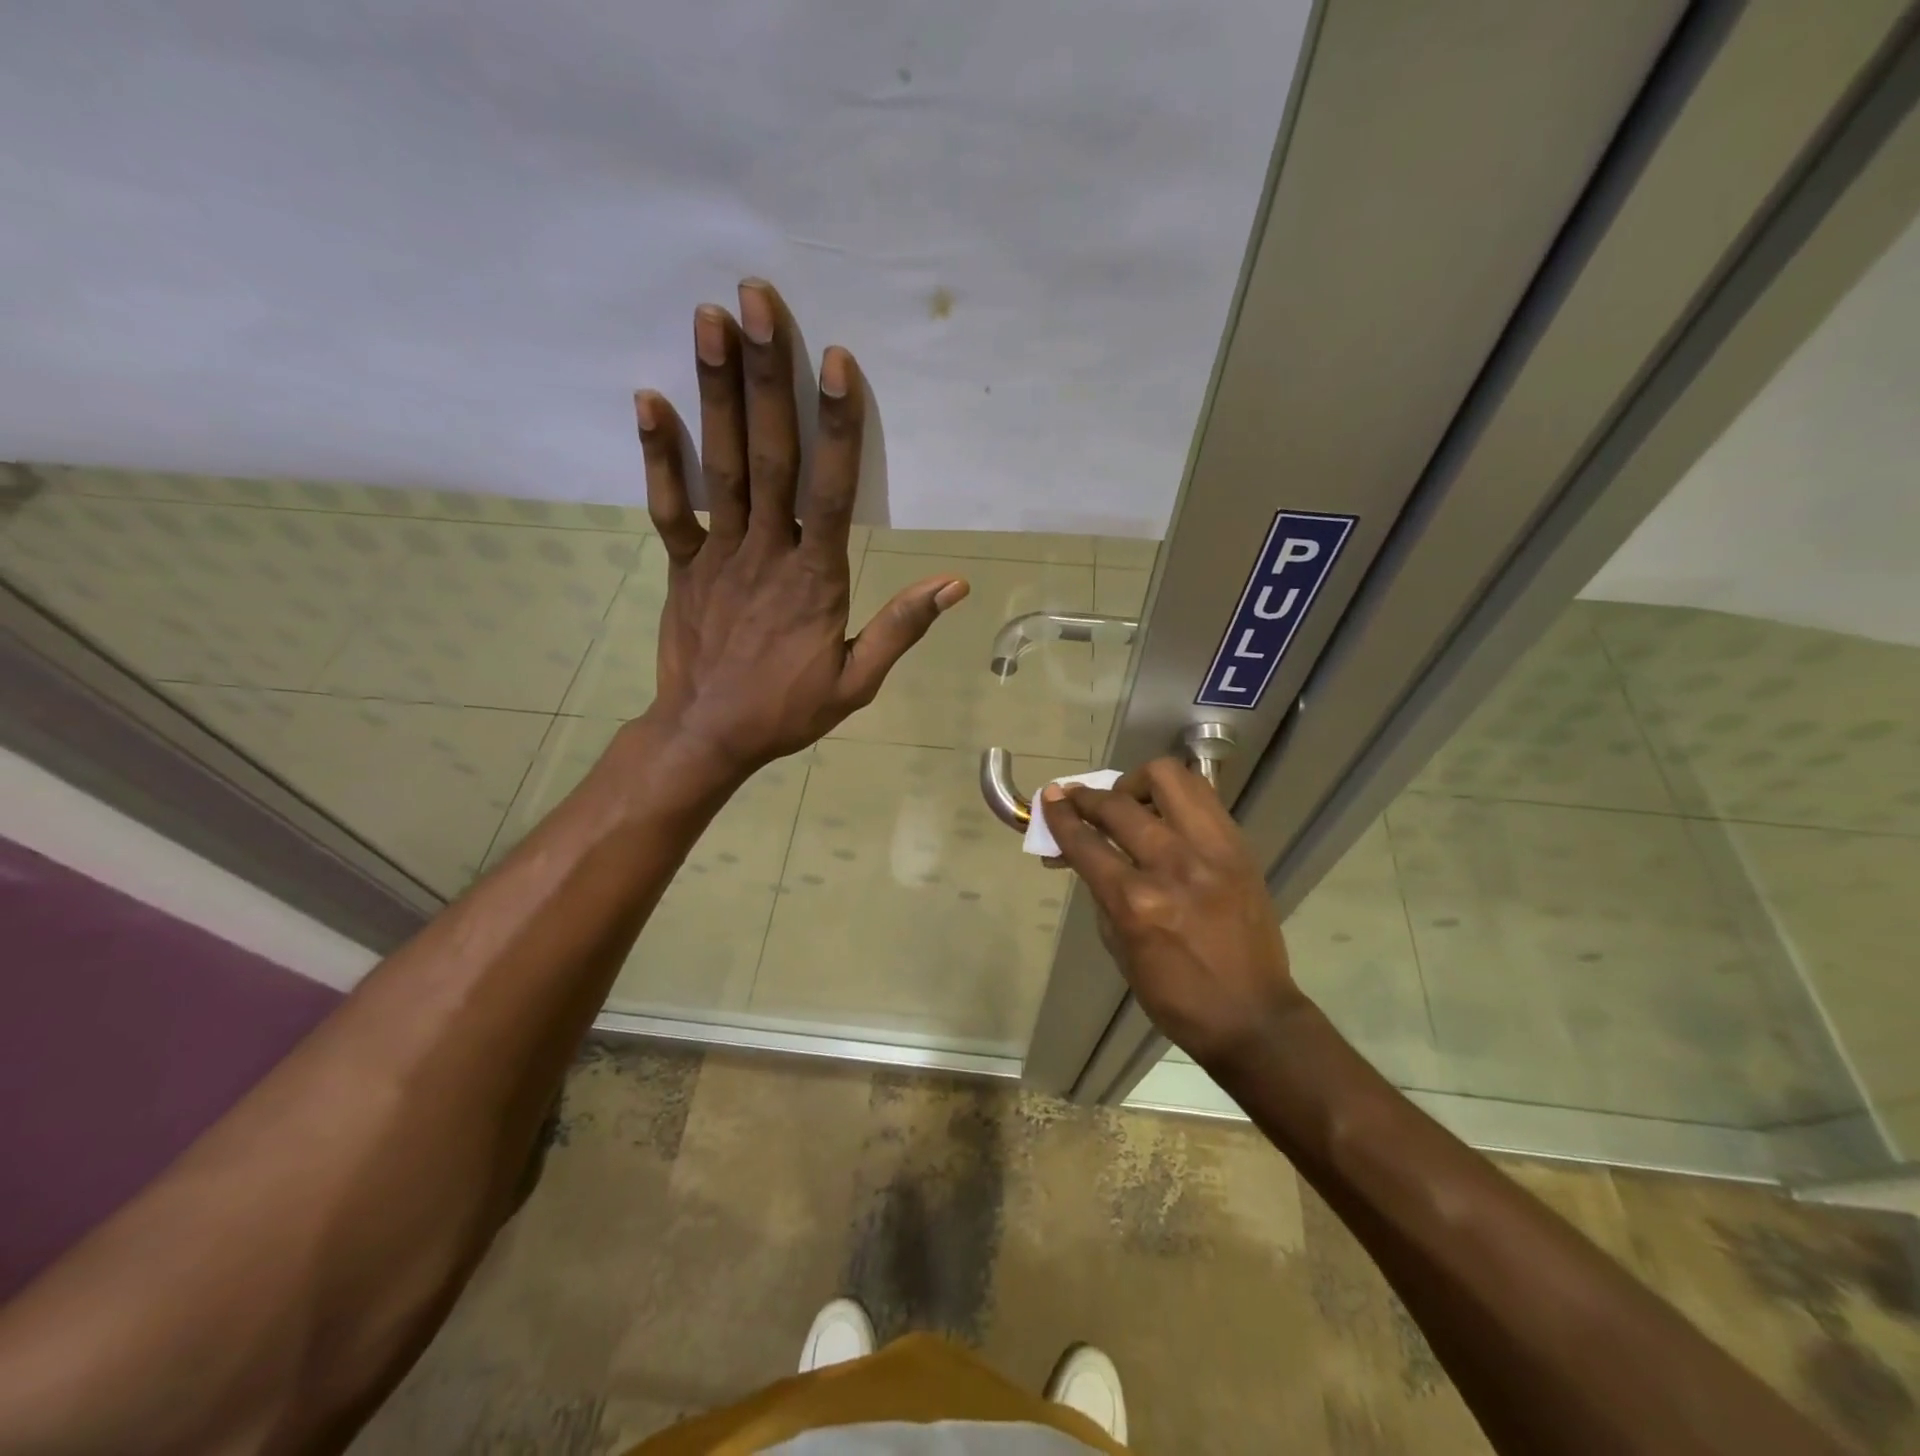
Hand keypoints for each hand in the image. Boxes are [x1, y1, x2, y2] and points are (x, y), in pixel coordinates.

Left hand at [633, 279, 967, 780]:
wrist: (707, 736)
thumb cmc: (787, 710)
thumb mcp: (856, 681)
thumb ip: (900, 628)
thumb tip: (953, 584)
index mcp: (815, 580)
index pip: (829, 492)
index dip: (835, 426)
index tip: (835, 361)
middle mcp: (766, 552)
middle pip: (769, 456)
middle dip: (765, 376)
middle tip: (757, 300)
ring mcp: (717, 554)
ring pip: (720, 466)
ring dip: (714, 392)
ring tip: (709, 319)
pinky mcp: (681, 564)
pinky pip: (668, 506)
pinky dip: (656, 455)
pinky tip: (647, 397)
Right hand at [1040, 759, 1308, 1067]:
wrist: (1253, 1015)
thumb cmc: (1176, 996)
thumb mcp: (1120, 949)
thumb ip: (1102, 893)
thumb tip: (1083, 853)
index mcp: (1137, 903)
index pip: (1086, 843)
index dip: (1060, 816)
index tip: (1049, 798)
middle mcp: (1174, 866)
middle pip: (1119, 804)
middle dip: (1088, 797)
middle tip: (1079, 800)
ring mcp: (1213, 851)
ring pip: (1169, 778)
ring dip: (1136, 783)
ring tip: (1129, 801)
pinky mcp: (1240, 847)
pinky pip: (1203, 797)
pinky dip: (1174, 796)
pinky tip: (1164, 814)